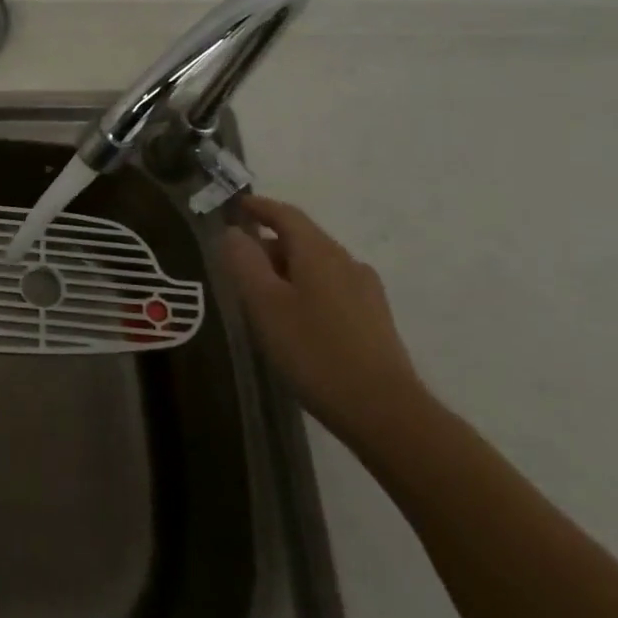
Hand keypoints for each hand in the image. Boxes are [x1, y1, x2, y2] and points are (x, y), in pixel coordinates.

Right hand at [223, 195, 428, 452]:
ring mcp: (366, 292)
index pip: (286, 215)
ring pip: (317, 265)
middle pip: (303, 239)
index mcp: (319, 253)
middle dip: (269, 241)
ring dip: (287, 268)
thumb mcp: (265, 305)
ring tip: (260, 292)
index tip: (235, 205)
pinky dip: (305, 288)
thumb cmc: (314, 351)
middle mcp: (347, 263)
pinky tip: (294, 317)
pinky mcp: (374, 319)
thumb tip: (233, 232)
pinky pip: (331, 288)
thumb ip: (244, 262)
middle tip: (237, 259)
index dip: (259, 207)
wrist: (385, 411)